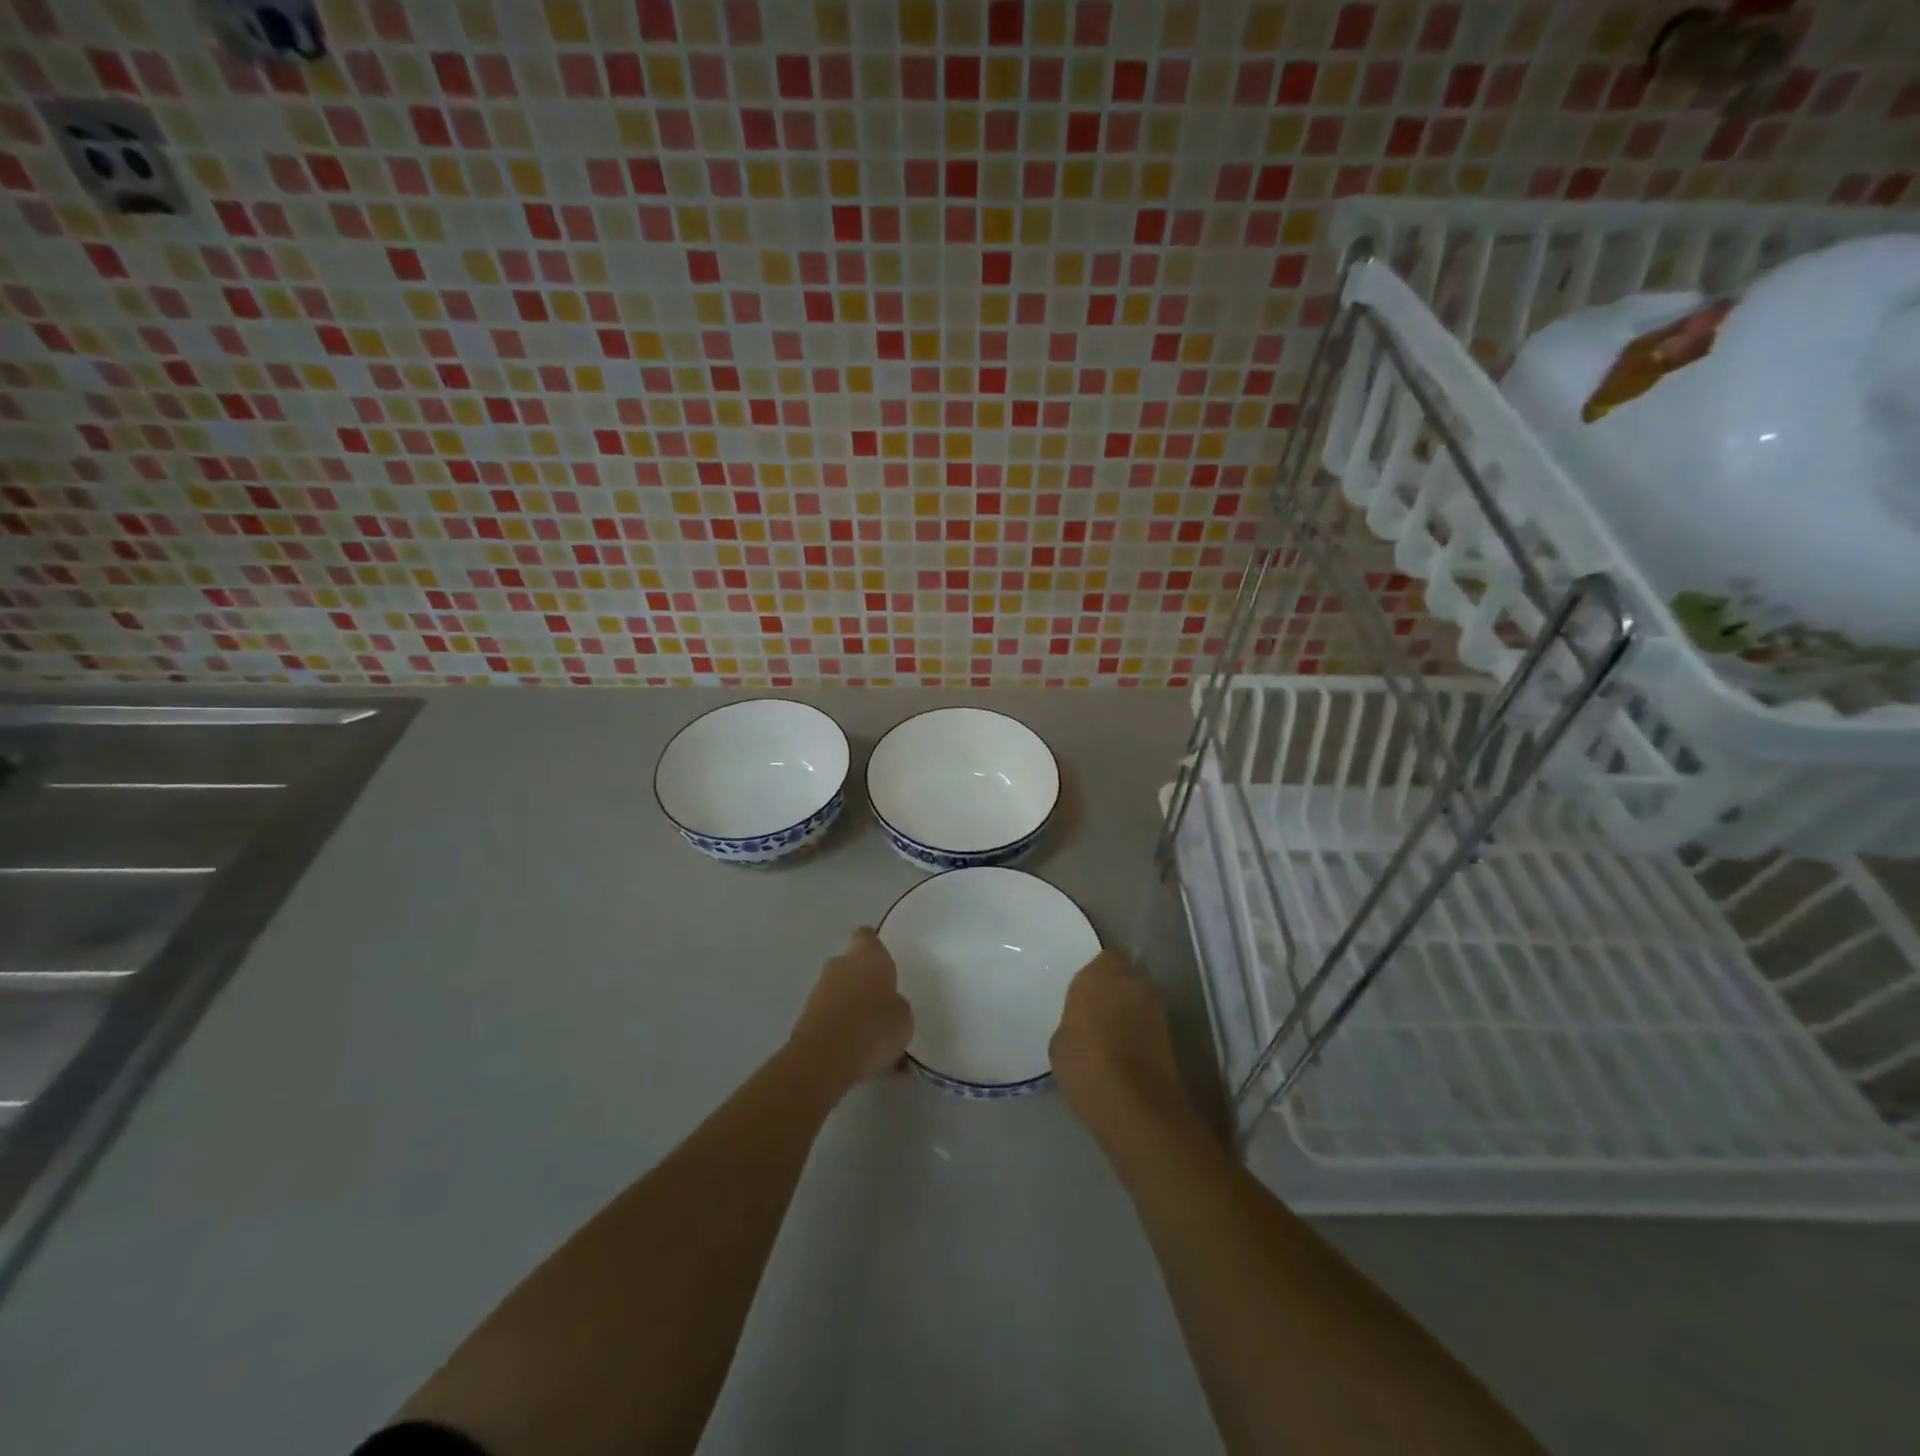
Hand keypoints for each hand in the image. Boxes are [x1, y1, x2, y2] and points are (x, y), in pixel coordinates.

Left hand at [788, 928, 913, 1091]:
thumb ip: (896, 1005)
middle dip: (861, 978)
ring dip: (850, 1004)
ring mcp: (819, 990)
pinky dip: (839, 1027)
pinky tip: (855, 1050)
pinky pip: (829, 1015)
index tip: (883, 959)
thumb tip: (889, 1004)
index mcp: (868, 956)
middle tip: (879, 1000)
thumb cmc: (874, 1027)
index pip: (867, 936)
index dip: (874, 946)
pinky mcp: (805, 1016)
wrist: (824, 1059)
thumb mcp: (903, 1018)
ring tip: (869, 1032)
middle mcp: (841, 965)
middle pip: (850, 963)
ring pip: (838, 990)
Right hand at [1050, 950, 1193, 1140]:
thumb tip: (1083, 1024)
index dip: (1093, 975)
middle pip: (1123, 973)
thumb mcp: (1060, 1042)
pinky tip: (1125, 1048)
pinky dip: (1139, 1028)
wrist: (1135, 1105)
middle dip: (1112, 987)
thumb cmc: (1086, 1066)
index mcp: (1098, 975)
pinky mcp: (1170, 1031)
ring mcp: (1155, 1005)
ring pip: (1138, 995)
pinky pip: (1148, 1019)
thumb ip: (1073, 1021)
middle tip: (1095, 1010)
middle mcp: (1130, 980)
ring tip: (1111, 1032)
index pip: (1100, 958)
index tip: (1082, 994)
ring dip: (1128, 1007)